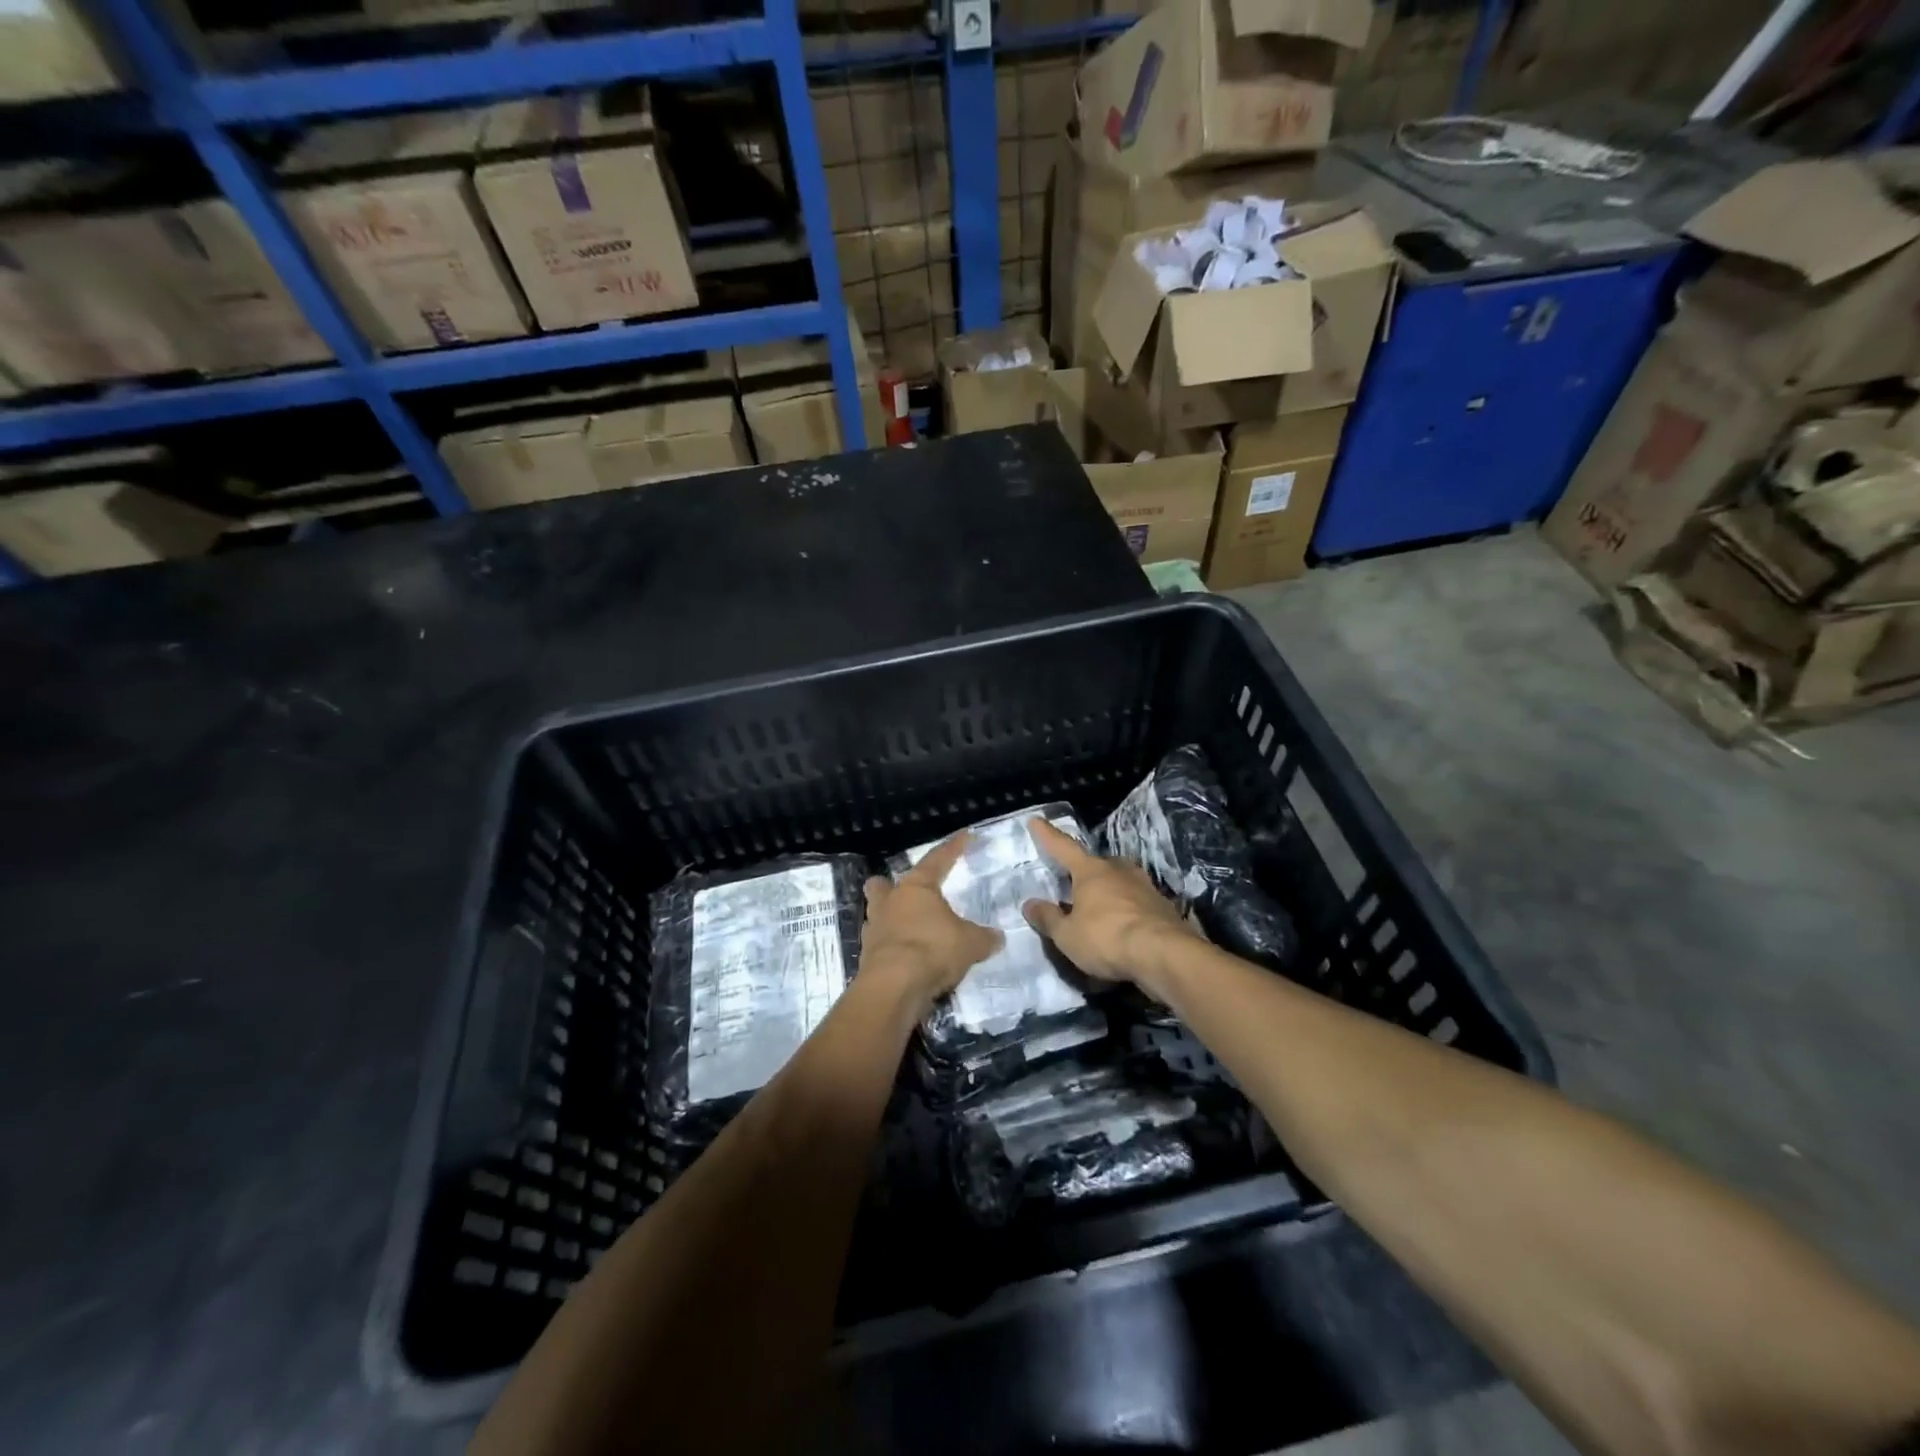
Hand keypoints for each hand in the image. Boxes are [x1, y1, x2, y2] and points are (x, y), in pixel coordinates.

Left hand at [860, 833, 1002, 1013]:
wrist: (894, 986)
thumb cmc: (933, 949)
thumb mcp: (970, 943)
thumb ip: (984, 937)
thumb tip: (997, 937)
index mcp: (916, 888)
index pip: (937, 859)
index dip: (953, 848)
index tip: (965, 836)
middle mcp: (890, 902)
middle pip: (883, 884)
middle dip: (890, 886)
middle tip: (907, 893)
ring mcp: (874, 929)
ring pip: (877, 914)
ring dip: (890, 919)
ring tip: (910, 930)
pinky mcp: (867, 956)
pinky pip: (881, 944)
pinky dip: (893, 947)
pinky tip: (907, 957)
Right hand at [1021, 818, 1193, 993]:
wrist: (1164, 955)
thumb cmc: (1106, 938)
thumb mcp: (1067, 935)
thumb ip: (1048, 918)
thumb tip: (1030, 904)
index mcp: (1090, 871)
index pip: (1063, 847)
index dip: (1048, 835)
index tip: (1037, 820)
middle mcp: (1118, 870)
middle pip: (1096, 864)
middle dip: (1084, 871)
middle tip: (1073, 882)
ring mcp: (1144, 886)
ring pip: (1119, 881)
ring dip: (1108, 890)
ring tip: (1098, 906)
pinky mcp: (1162, 906)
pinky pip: (1136, 902)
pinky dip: (1126, 910)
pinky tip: (1123, 926)